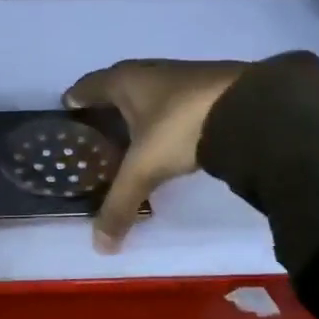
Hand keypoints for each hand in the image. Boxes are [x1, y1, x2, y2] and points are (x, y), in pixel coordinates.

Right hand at [63, 59, 248, 249]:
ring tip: (131, 137)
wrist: (251, 108)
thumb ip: (119, 205)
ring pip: (149, 93)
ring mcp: (183, 76)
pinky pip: (175, 102)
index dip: (76, 98)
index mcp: (124, 81)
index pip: (88, 86)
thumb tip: (101, 246)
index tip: (68, 109)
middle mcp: (150, 71)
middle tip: (97, 131)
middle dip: (106, 107)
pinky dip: (165, 117)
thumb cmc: (180, 127)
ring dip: (139, 111)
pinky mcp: (210, 87)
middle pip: (118, 87)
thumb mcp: (144, 169)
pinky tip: (170, 136)